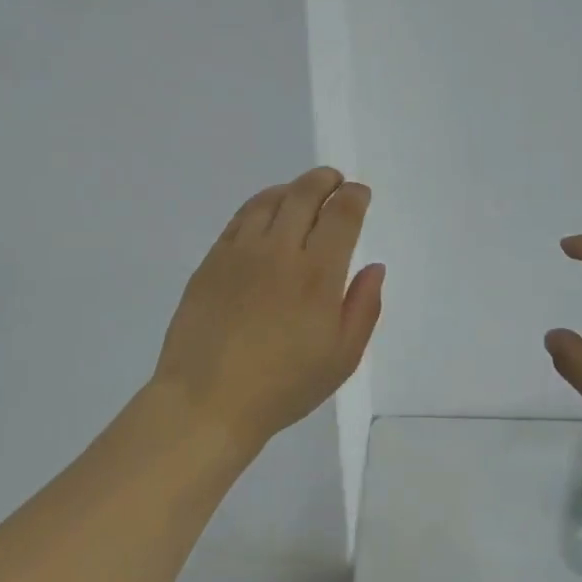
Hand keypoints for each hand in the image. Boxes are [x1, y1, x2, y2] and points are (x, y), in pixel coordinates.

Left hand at [153, 167, 384, 451]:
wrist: (207, 401)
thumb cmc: (283, 386)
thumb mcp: (342, 358)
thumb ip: (364, 307)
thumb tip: (374, 267)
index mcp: (318, 275)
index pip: (341, 215)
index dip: (354, 196)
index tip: (359, 194)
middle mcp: (279, 251)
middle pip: (304, 194)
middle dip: (325, 180)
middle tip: (335, 181)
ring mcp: (240, 252)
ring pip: (269, 200)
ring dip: (292, 188)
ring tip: (302, 192)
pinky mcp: (212, 261)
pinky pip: (239, 218)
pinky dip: (260, 205)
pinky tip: (266, 213)